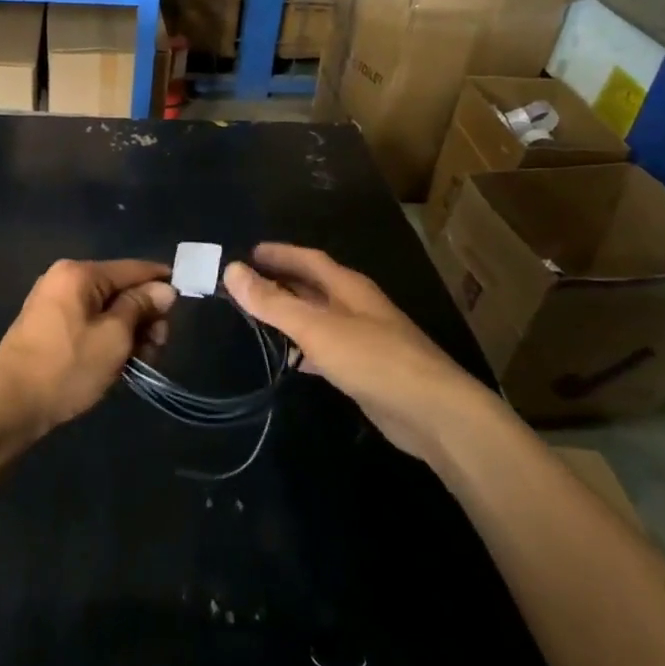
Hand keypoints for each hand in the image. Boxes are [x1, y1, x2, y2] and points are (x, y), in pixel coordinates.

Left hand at [0, 259, 176, 438]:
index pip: (133, 268)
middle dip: (144, 318)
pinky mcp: (47, 327)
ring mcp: (52, 303)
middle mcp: (63, 279)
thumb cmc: (66, 368)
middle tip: (156, 349)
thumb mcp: (114, 337)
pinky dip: (107, 340)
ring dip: (128, 334)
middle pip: (120, 290)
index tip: (186, 298)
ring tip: (138, 365)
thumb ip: (140, 307)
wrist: (10, 407)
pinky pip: (89, 324)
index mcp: (78, 273)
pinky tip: (118, 366)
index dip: (161, 282)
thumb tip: (164, 288)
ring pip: (106, 311)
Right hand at [224, 243, 481, 461]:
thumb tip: (231, 271)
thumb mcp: (316, 328)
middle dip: (280, 282)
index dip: (278, 253)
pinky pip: (326, 349)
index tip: (247, 253)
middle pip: (313, 287)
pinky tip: (289, 360)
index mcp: (348, 287)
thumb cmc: (373, 359)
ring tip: (256, 318)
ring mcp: (364, 339)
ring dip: (290, 314)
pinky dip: (303, 348)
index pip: (308, 259)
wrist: (432, 412)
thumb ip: (273, 302)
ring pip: (318, 318)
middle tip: (244, 285)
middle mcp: (356, 307)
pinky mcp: (365, 370)